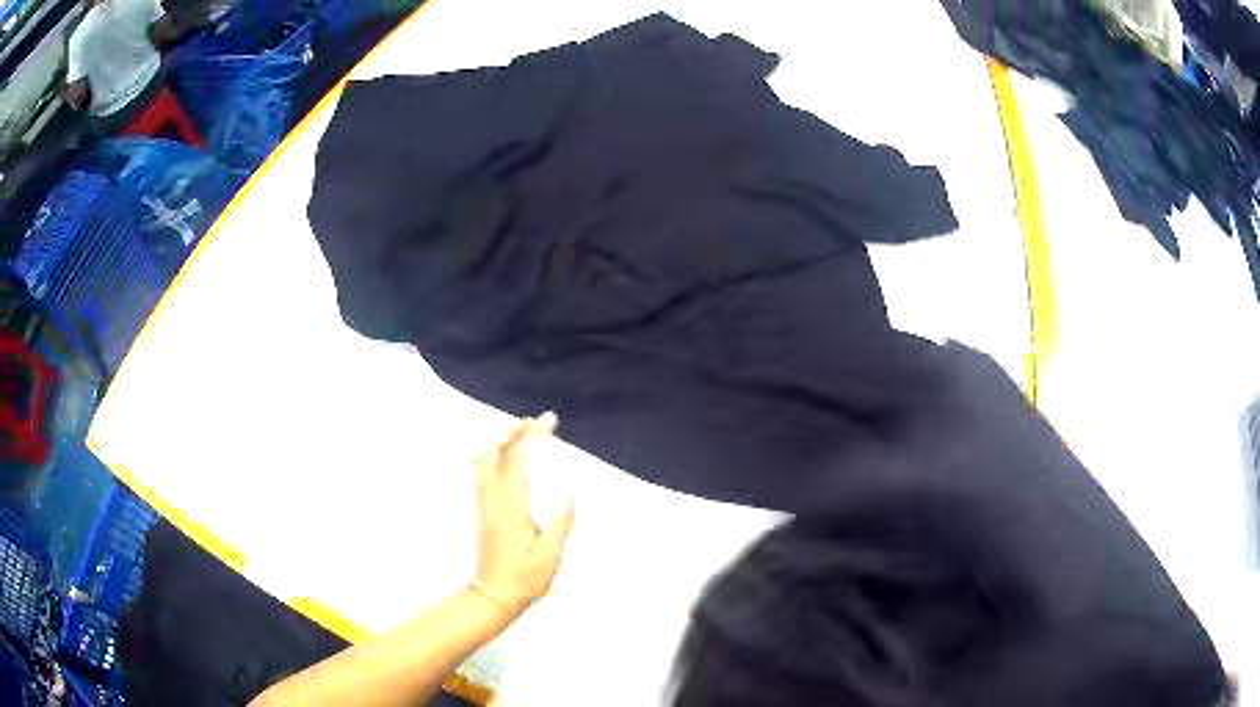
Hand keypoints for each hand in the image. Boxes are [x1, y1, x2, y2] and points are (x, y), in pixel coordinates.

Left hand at [471, 412, 573, 614]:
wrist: (492, 595)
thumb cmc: (524, 579)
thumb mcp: (549, 556)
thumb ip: (560, 524)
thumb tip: (570, 492)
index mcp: (511, 509)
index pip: (518, 462)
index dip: (533, 437)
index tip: (549, 420)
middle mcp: (492, 501)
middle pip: (493, 454)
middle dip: (512, 431)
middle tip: (535, 421)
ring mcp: (483, 505)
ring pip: (482, 462)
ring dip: (500, 441)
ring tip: (521, 432)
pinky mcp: (482, 511)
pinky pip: (480, 472)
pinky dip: (492, 454)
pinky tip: (505, 456)